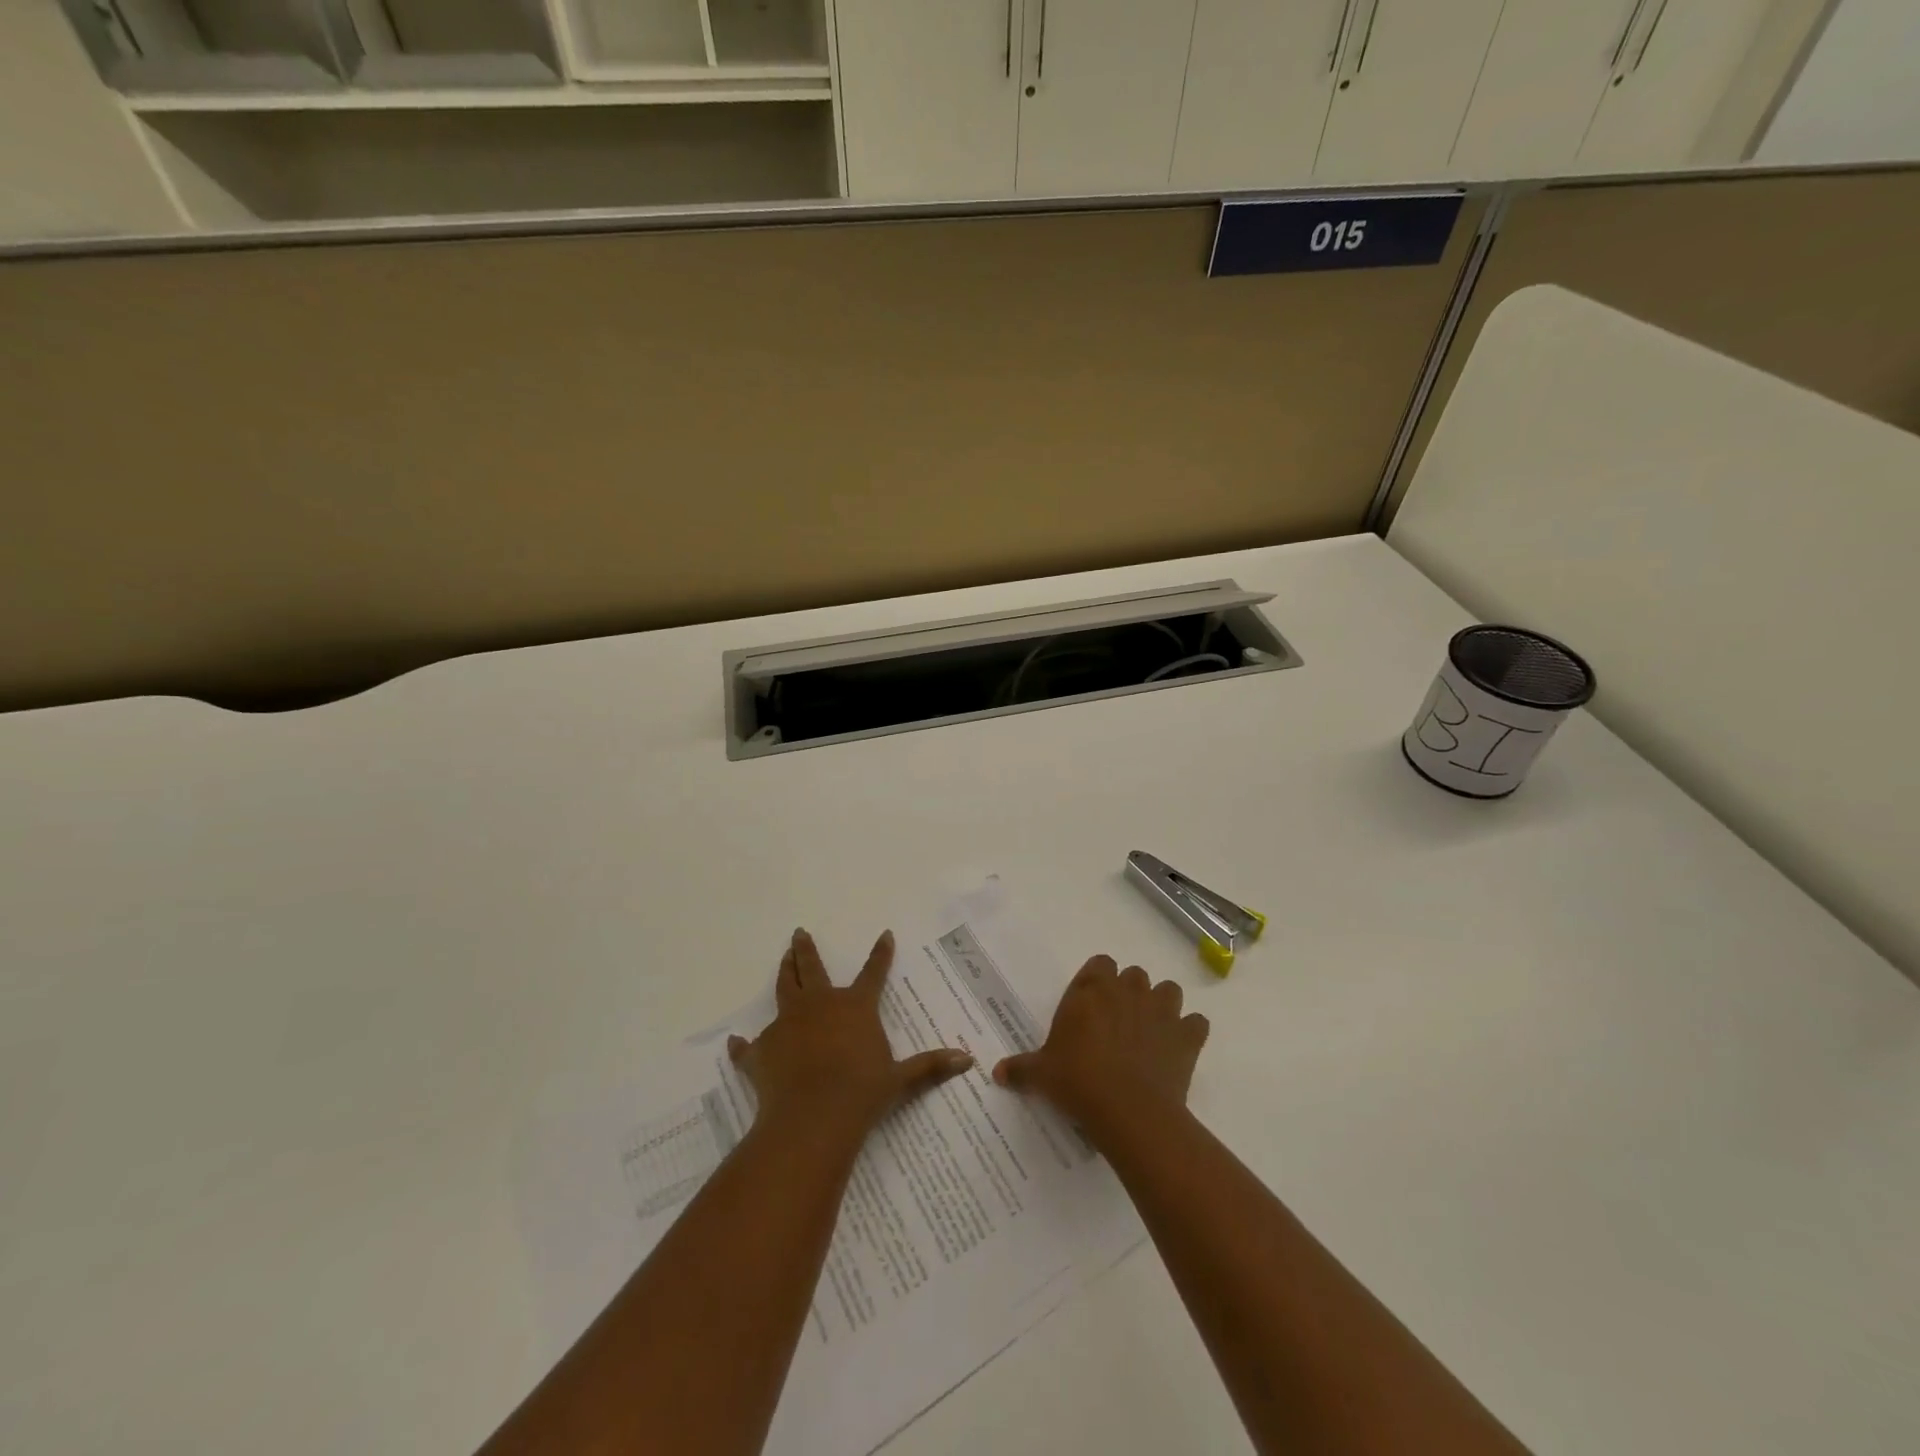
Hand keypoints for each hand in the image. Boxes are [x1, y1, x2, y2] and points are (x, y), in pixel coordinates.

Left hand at [728, 928, 973, 1141]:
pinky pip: (750, 1047)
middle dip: (806, 949)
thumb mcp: (900, 1079)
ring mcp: (787, 1024)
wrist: (814, 1115)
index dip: (880, 954)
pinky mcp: (762, 1050)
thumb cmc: (862, 1092)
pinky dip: (743, 1047)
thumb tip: (968, 1060)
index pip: (873, 973)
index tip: (884, 934)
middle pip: (811, 969)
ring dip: (783, 973)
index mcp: (855, 1006)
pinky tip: (735, 1044)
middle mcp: (819, 1005)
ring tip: (782, 959)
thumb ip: (931, 1066)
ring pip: (784, 990)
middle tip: (799, 933)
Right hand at [992, 956, 1208, 1141]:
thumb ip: (1020, 1069)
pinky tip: (1179, 1050)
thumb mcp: (1041, 1075)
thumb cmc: (1078, 1082)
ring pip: (1168, 990)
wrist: (1128, 1110)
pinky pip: (1196, 1024)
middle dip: (1129, 992)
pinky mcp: (1187, 1036)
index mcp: (1091, 991)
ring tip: (1151, 1032)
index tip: (1092, 1004)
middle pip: (1134, 974)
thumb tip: (997, 1073)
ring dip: (1162, 1005)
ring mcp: (1161, 1010)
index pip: (1100, 963)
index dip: (1098, 980)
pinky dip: (1190, 1033)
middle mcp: (1127, 991)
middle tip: (1117, 1022)